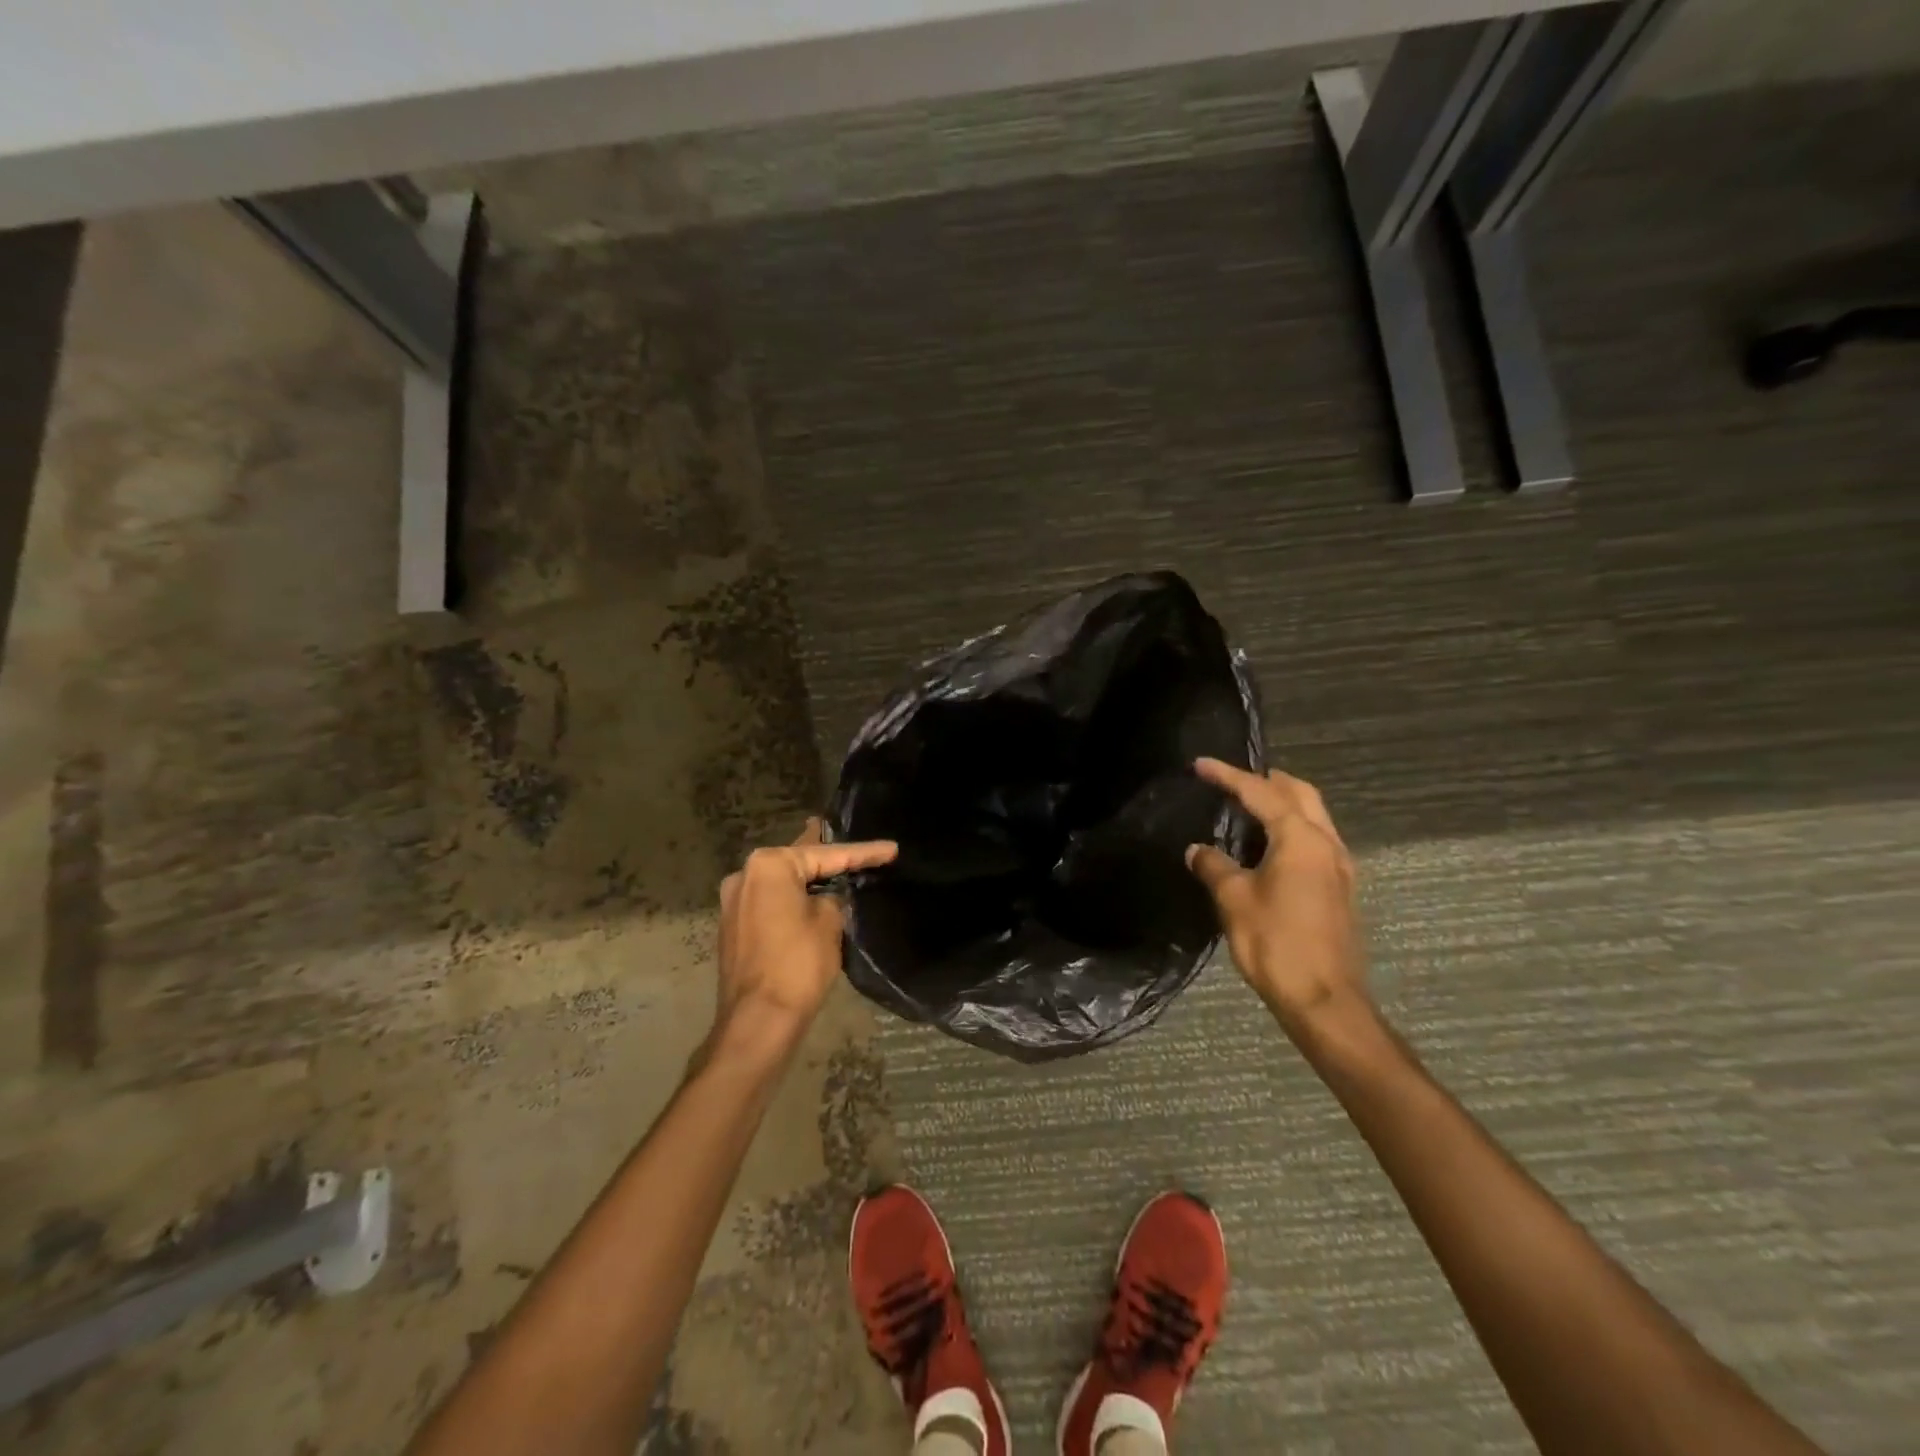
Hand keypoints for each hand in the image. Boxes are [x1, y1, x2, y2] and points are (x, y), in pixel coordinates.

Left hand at [713, 819, 897, 1049]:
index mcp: (769, 866)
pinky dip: (793, 899)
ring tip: (837, 865)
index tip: (892, 849)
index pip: (827, 854)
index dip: (863, 852)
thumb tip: (827, 899)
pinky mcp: (734, 927)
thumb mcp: (830, 923)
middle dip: (828, 857)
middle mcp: (745, 875)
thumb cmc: (797, 964)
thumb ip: (833, 899)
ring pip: (782, 883)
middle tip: (855, 844)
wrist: (758, 1021)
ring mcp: (734, 902)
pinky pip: (771, 902)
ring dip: (809, 879)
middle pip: (798, 861)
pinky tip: (812, 897)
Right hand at [1185, 759, 1365, 1032]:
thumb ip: (1213, 866)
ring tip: (1246, 808)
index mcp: (1301, 839)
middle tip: (1232, 781)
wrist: (1324, 1000)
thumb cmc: (1275, 943)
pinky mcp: (1340, 889)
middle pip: (1300, 794)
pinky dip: (1291, 828)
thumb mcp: (1234, 900)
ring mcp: (1340, 867)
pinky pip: (1315, 840)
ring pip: (1313, 816)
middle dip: (1266, 781)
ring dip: (1282, 804)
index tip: (1200, 765)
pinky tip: (1267, 847)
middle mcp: (1327, 844)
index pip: (1260, 793)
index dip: (1228, 776)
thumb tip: (1197, 850)